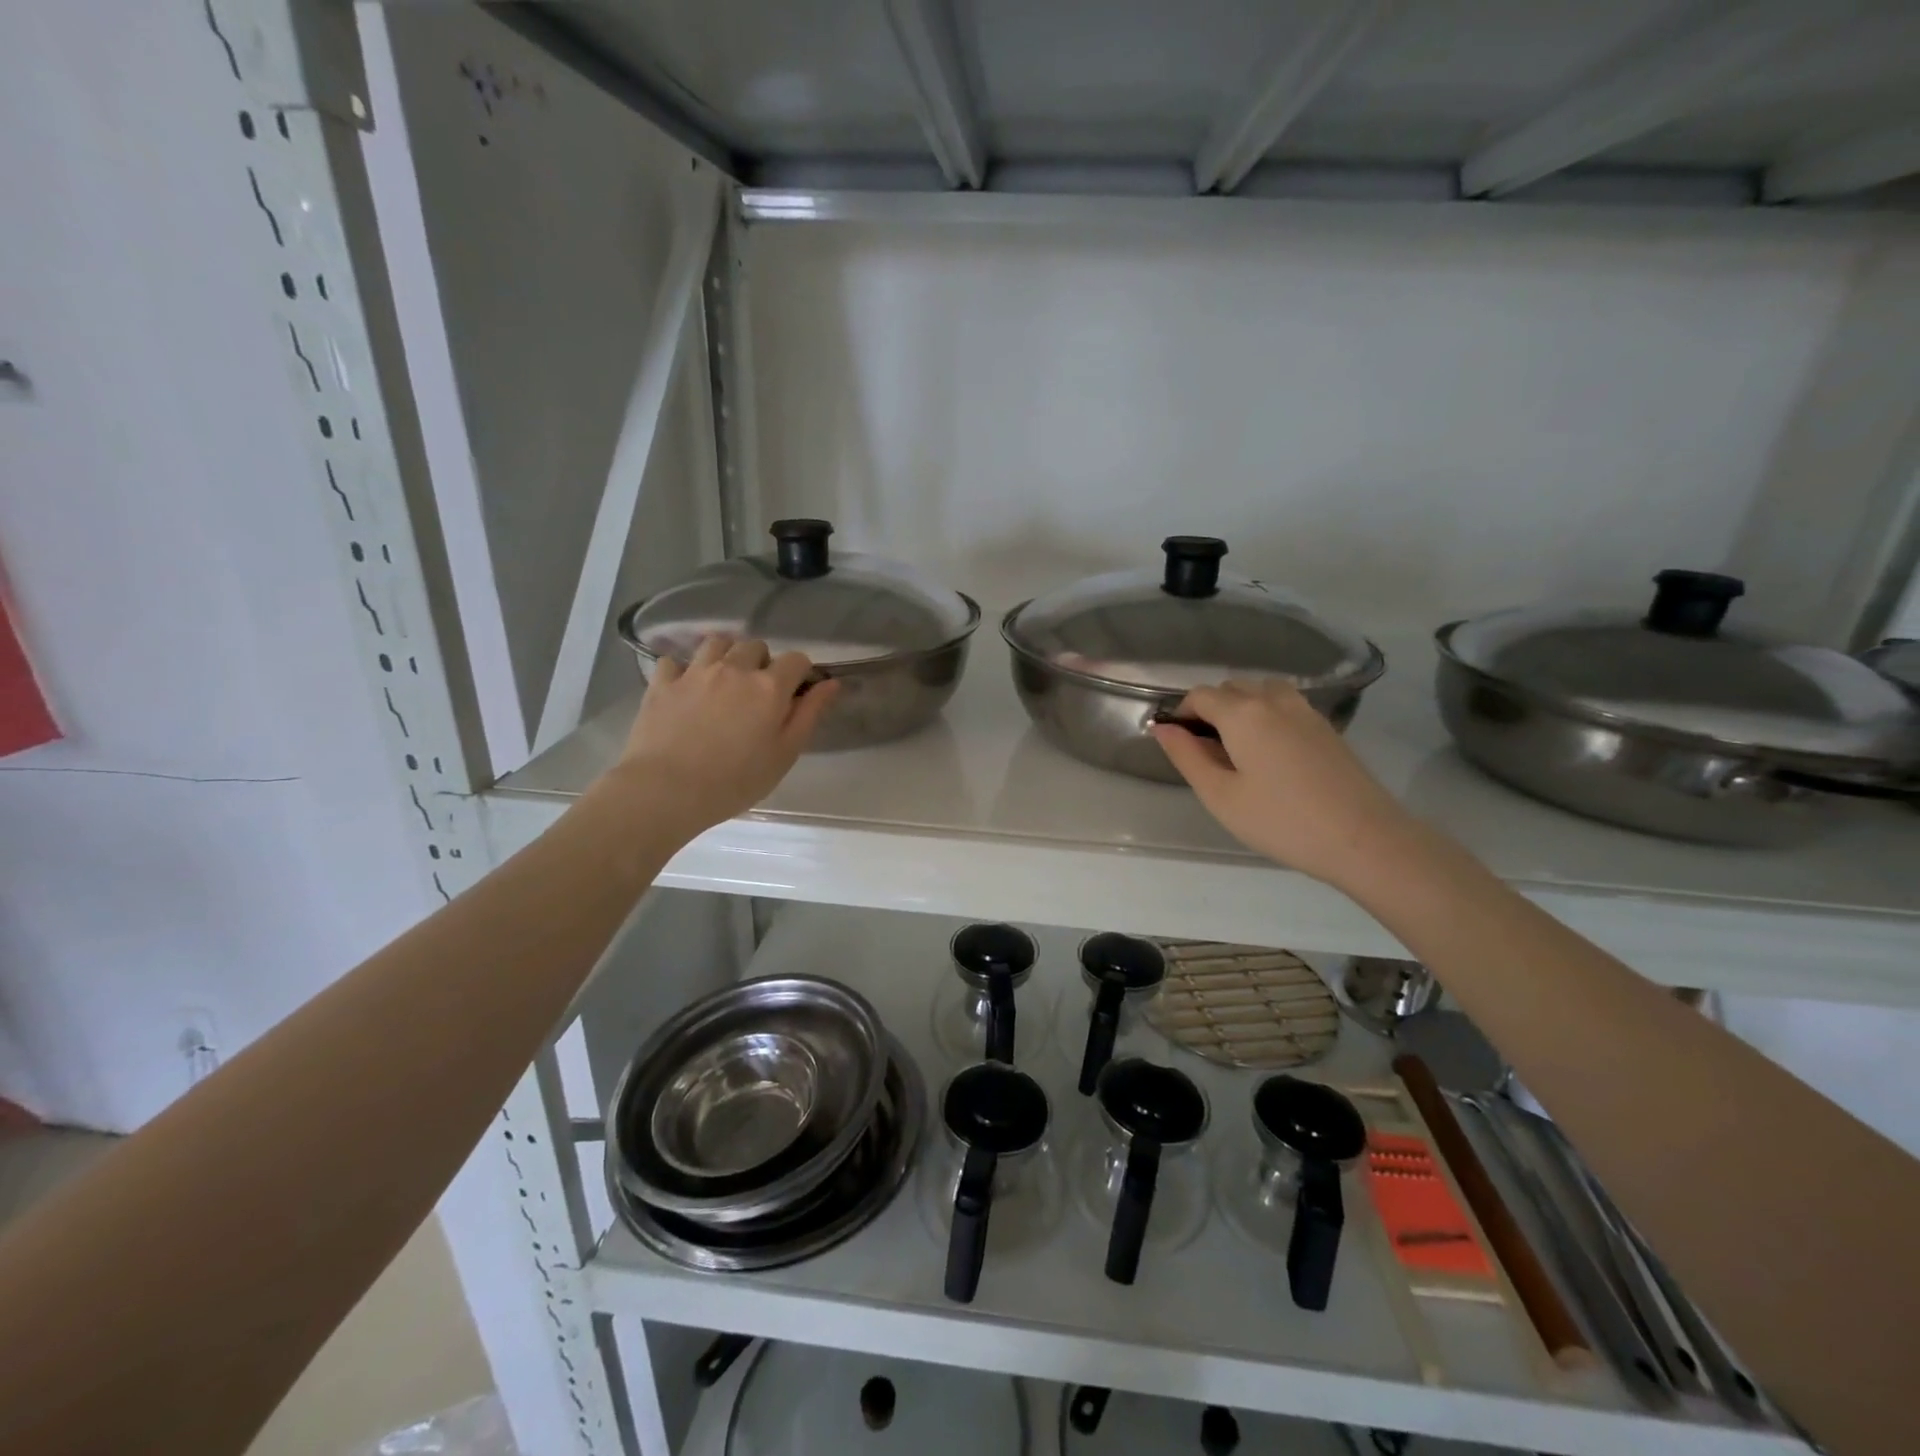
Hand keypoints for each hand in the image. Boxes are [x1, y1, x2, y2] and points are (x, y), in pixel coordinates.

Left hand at [599, 636, 837, 837]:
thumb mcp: (785, 754)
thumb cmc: (735, 780)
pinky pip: (675, 662)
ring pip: (717, 642)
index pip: (797, 659)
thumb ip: (809, 715)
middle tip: (757, 693)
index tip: (796, 694)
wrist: (666, 790)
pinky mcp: (662, 683)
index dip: (800, 673)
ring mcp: (695, 672)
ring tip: (724, 680)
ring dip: (726, 655)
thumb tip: (831, 684)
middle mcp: (734, 669)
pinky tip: (685, 688)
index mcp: (769, 687)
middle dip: (762, 662)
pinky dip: (683, 670)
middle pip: (755, 646)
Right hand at [1150, 681, 1416, 887]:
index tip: (1176, 744)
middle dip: (1209, 710)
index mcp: (1243, 713)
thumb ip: (1187, 756)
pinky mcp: (1325, 726)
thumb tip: (1162, 727)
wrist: (1364, 838)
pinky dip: (1265, 716)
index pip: (1200, 696)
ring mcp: (1305, 710)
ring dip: (1240, 708)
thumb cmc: (1281, 821)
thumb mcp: (1220, 796)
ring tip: (1237, 750)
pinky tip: (1269, 754)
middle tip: (1204, 753)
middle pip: (1230, 688)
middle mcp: (1273, 699)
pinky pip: (1283, 705)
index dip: (1181, 714)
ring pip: (1260, 692)